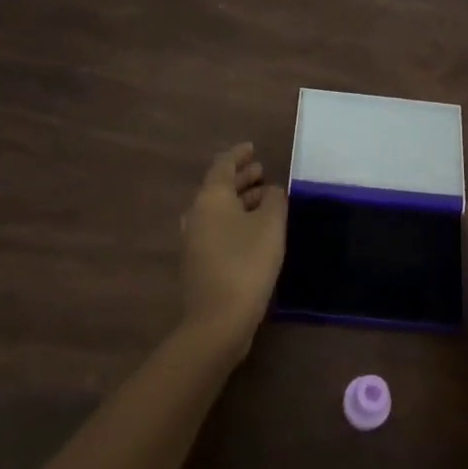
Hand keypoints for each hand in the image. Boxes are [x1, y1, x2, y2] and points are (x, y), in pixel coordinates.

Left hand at [179, 143, 287, 361]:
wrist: (218, 320)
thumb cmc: (247, 263)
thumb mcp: (270, 225)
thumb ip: (274, 200)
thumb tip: (270, 190)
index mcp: (210, 198)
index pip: (223, 165)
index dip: (238, 154)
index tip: (252, 148)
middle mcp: (196, 214)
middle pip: (218, 187)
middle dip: (240, 177)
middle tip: (261, 171)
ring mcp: (194, 240)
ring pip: (218, 209)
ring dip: (239, 200)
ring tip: (263, 198)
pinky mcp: (198, 262)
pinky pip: (217, 228)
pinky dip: (235, 220)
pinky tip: (253, 229)